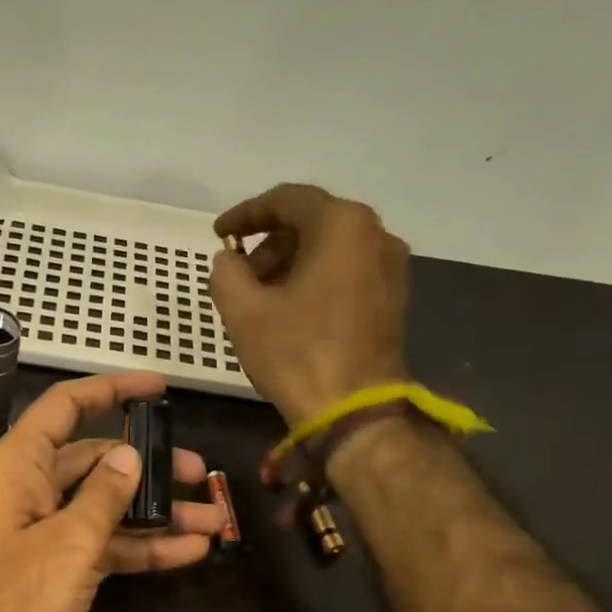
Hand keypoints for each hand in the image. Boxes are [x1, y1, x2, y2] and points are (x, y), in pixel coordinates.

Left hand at [0, 371, 223, 611]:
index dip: (112, 390)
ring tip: (214, 518)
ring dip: (157, 513)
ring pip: (106, 507)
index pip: (66, 407)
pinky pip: (105, 547)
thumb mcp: (67, 544)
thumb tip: (130, 456)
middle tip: (202, 474)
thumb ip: (103, 496)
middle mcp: (30, 492)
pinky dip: (142, 548)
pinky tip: (189, 552)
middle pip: (95, 461)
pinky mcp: (56, 572)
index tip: (159, 387)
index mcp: (18, 467)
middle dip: (149, 466)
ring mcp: (44, 534)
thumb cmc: (12, 604)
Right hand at [208, 184, 411, 426]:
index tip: (218, 234)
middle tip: (238, 273)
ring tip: (260, 296)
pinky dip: (315, 278)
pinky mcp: (393, 297)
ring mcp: (391, 266)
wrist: (353, 411)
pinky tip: (290, 309)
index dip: (245, 214)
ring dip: (291, 262)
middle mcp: (375, 233)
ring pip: (330, 247)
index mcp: (342, 225)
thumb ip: (226, 272)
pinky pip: (347, 270)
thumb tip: (229, 260)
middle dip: (269, 243)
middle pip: (312, 222)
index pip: (286, 200)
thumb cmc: (296, 355)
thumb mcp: (243, 312)